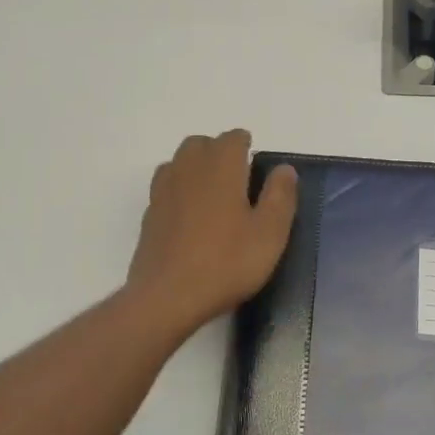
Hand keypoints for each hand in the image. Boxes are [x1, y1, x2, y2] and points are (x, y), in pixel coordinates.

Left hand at [124, 131, 297, 333]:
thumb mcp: (269, 233)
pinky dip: (180, 189)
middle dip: (219, 152)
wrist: (166, 297)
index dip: (246, 146)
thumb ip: (280, 196)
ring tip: (214, 194)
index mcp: (221, 167)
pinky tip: (191, 215)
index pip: (233, 138)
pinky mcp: (150, 213)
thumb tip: (284, 169)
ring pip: (180, 161)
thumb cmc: (226, 263)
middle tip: (238, 179)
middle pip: (202, 144)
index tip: (257, 167)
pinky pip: (166, 186)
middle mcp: (189, 169)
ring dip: (197, 167)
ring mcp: (164, 190)